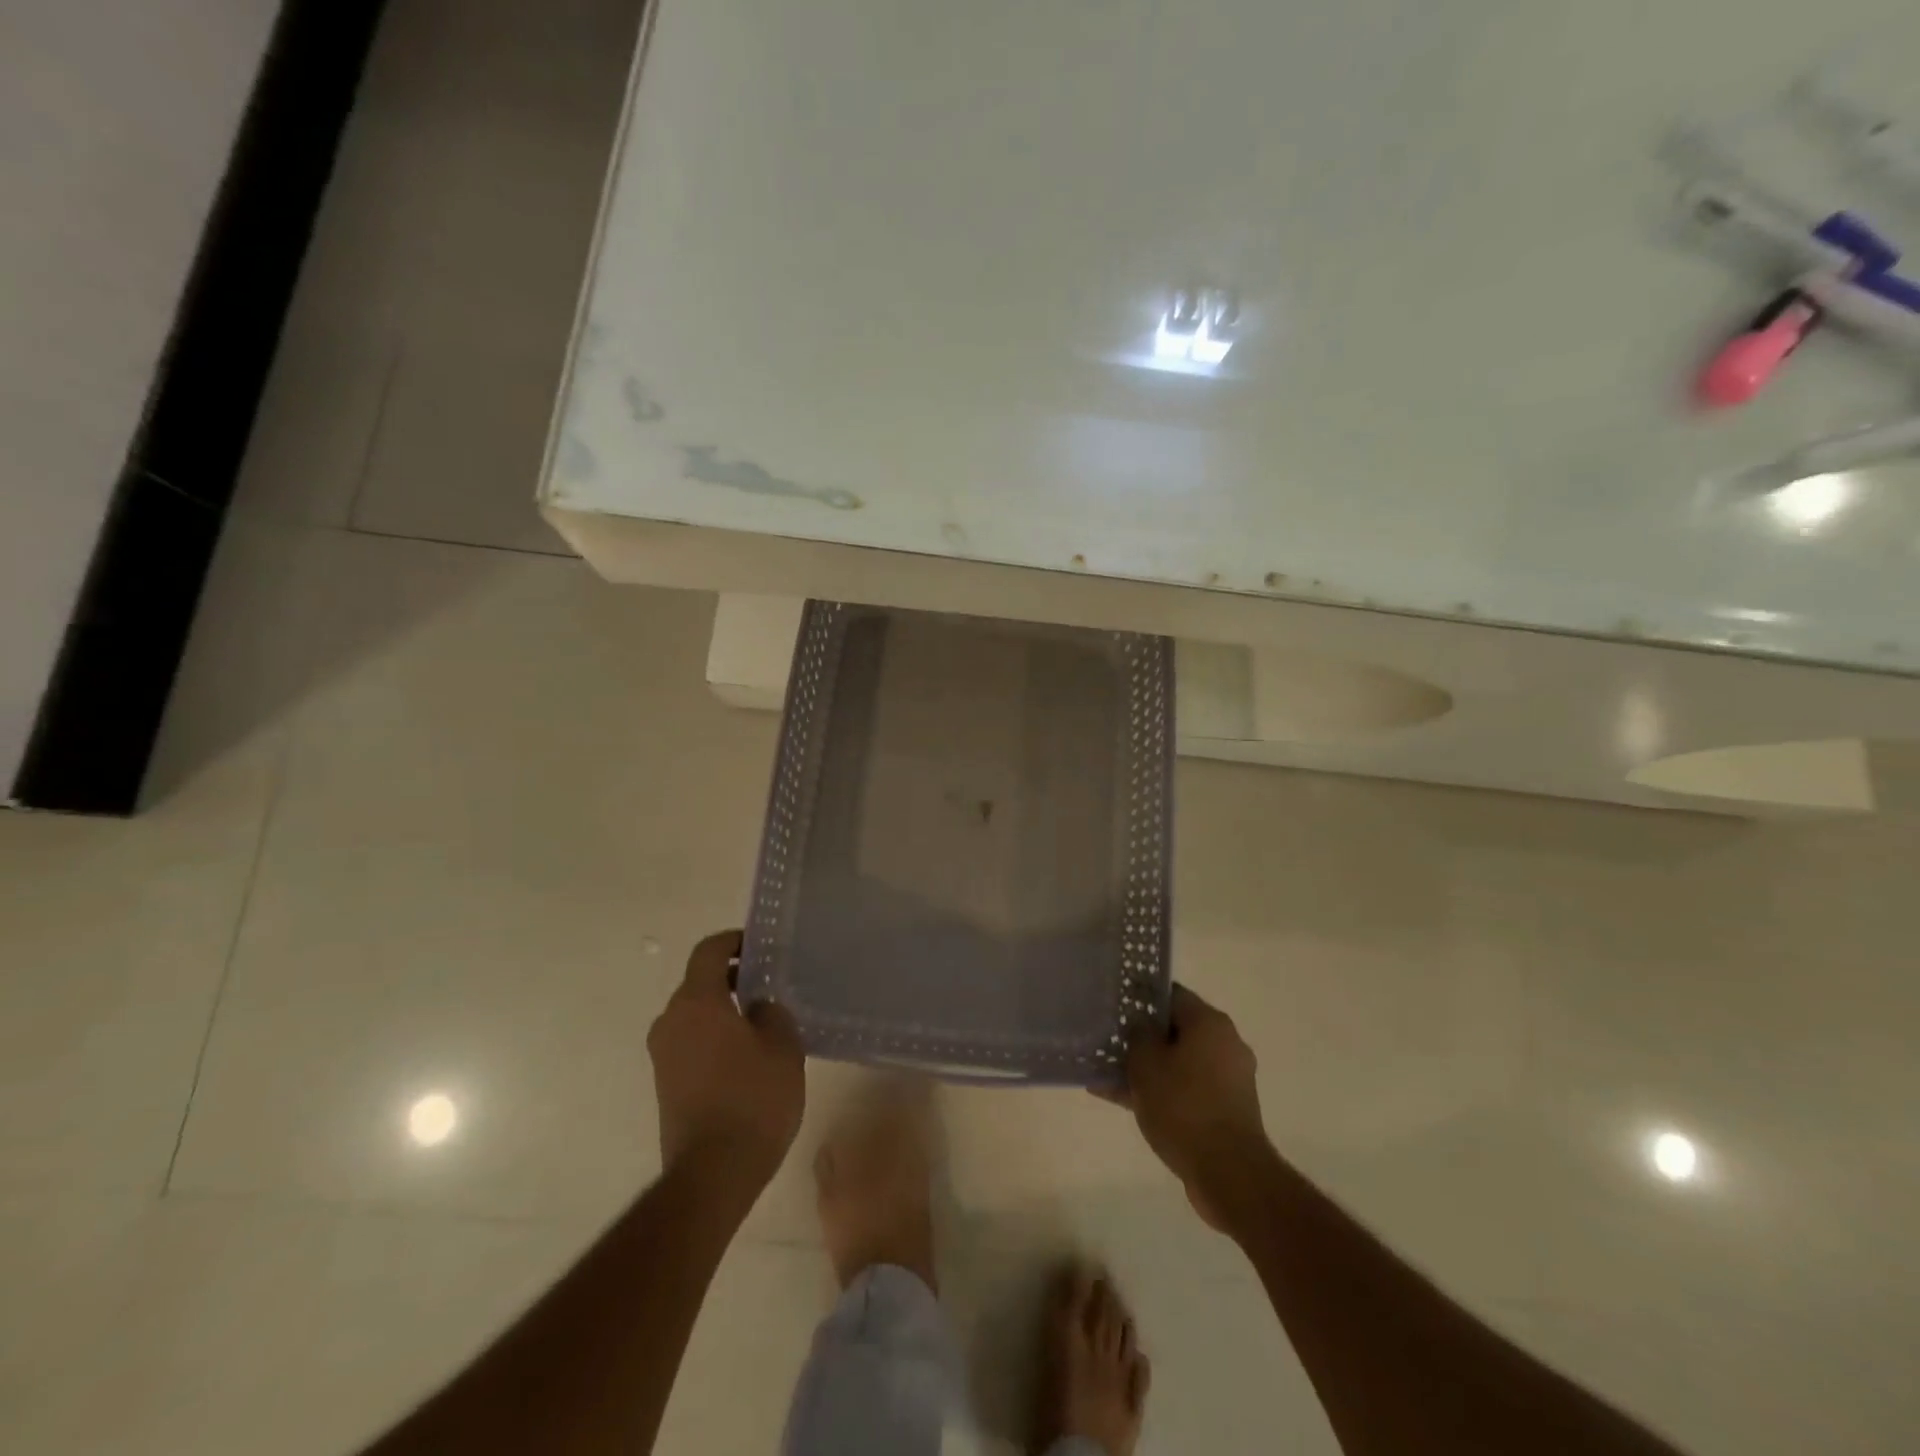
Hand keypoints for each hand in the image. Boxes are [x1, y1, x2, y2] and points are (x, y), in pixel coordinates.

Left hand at [647, 931, 804, 1197]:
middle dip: (732, 979)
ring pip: (695, 1015)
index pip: (709, 950)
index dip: (734, 941)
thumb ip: (772, 1013)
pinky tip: (746, 1058)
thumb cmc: (752, 1100)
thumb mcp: (782, 1046)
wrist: (712, 1174)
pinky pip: (691, 1043)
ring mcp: (663, 1055)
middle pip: (699, 983)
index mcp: (697, 1002)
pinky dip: (715, 1038)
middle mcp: (671, 1021)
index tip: (759, 947)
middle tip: (769, 987)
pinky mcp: (664, 1084)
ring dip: (724, 1011)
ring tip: (762, 1024)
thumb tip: (758, 1007)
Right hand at [1116, 984, 1274, 1230]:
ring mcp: (1229, 1079)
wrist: (1229, 1173)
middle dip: (1142, 1038)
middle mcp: (1225, 1044)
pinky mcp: (1227, 1110)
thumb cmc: (1183, 1106)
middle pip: (1175, 1030)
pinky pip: (1187, 1090)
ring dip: (1148, 1069)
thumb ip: (1137, 1035)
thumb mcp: (1146, 1063)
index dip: (1140, 999)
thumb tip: (1140, 1026)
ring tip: (1108, 1077)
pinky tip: (1125, 1103)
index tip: (1116, 1008)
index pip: (1170, 995)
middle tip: (1109, 1043)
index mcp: (1210, 1022)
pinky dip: (1162, 1093)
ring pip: (1178, 1063)